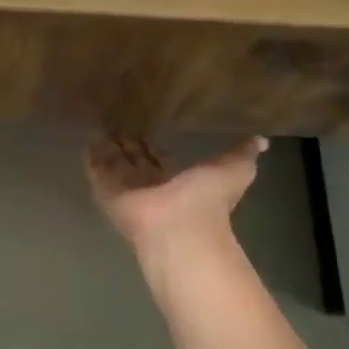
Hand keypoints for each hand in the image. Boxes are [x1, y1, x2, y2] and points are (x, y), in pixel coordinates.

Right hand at [85, 134, 266, 265]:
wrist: (179, 230)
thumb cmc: (207, 201)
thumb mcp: (234, 170)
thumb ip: (242, 154)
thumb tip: (262, 139)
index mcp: (179, 180)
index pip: (161, 158)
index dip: (153, 144)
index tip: (146, 121)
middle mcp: (152, 185)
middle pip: (136, 161)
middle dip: (128, 143)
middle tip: (116, 117)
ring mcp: (128, 192)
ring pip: (116, 165)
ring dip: (108, 148)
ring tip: (98, 124)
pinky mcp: (108, 195)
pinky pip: (97, 173)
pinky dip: (91, 158)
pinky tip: (86, 140)